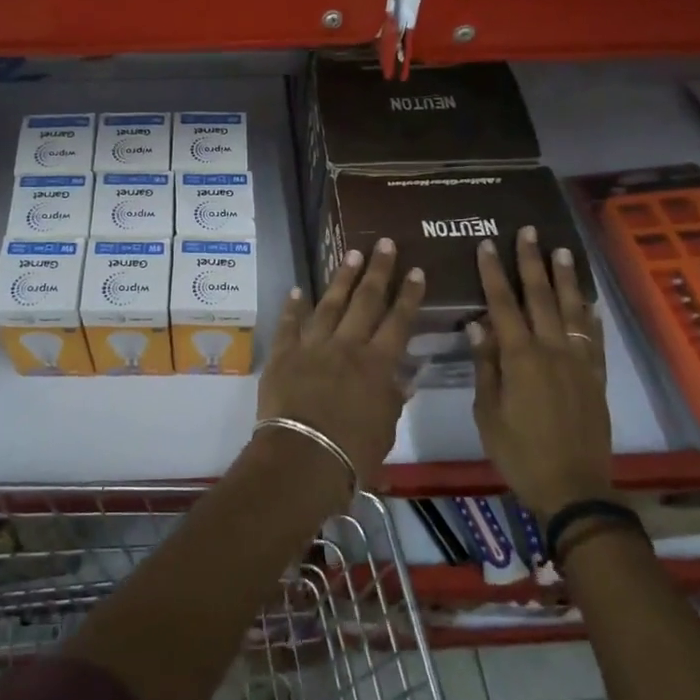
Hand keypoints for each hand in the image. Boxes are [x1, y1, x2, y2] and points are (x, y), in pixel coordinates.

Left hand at [258, 241, 424, 488]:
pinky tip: (297, 290)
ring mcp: (312, 346)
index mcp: (377, 364)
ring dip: (341, 278)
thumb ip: (393, 397)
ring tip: (351, 254)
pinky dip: (293, 307)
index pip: (398, 321)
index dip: (409, 295)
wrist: (303, 456)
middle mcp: (347, 346)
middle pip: (365, 300)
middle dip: (378, 270)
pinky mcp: (283, 354)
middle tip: (384, 243)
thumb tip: (406, 377)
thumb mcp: (386, 428)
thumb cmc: (353, 451)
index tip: (416, 270)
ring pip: (330, 304)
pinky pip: (289, 325)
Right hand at [468, 228, 612, 516]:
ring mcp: (578, 362)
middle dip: (532, 262)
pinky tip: (588, 301)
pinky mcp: (596, 378)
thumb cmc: (519, 452)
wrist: (573, 487)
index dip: (493, 273)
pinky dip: (590, 316)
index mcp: (520, 358)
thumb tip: (477, 326)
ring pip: (571, 310)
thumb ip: (485, 366)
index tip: (487, 245)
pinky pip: (594, 338)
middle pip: (541, 297)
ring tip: (562, 251)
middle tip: (529, 232)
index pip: (503, 304)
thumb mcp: (488, 412)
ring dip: (565, 278)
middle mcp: (551, 350)